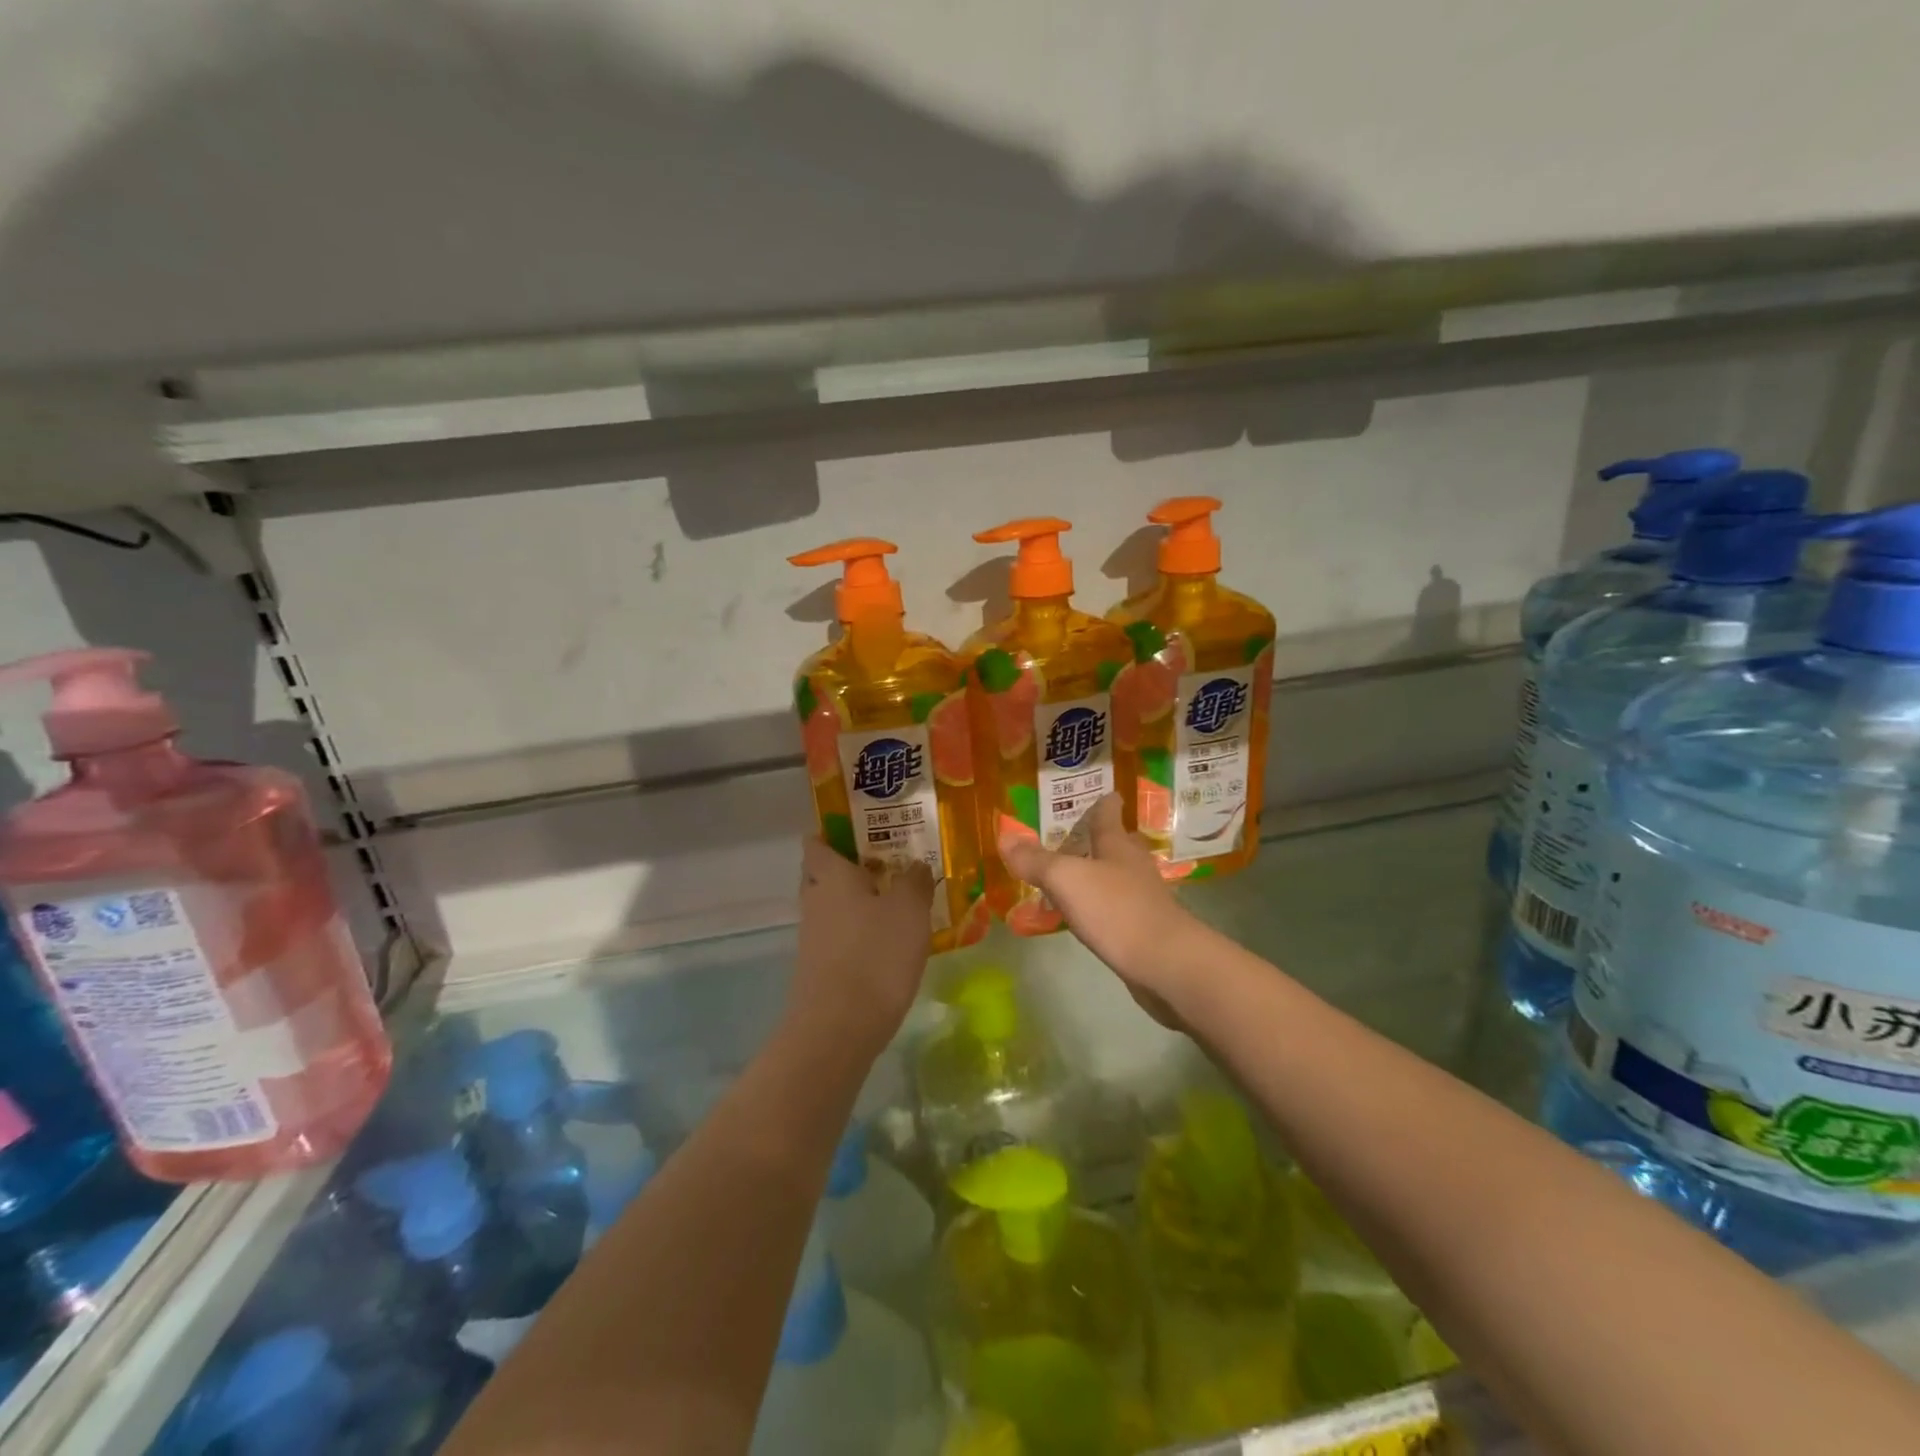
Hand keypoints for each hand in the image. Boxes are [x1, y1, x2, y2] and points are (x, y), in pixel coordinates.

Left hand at [788, 837, 933, 1056]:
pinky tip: (887, 941)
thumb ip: (914, 881)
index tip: (859, 828)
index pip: (817, 843)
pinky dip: (857, 932)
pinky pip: (837, 936)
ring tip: (896, 901)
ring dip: (856, 901)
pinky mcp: (819, 967)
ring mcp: (813, 936)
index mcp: (831, 876)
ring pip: (831, 906)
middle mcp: (815, 900)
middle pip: (822, 874)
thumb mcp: (909, 910)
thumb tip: (915, 865)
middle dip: (848, 867)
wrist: (838, 1028)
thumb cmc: (876, 955)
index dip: (832, 832)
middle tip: (886, 862)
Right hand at [996, 794, 1204, 1026]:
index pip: (1108, 813)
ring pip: (1117, 875)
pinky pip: (1117, 907)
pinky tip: (1086, 915)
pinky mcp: (1145, 928)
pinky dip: (1101, 905)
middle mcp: (1133, 865)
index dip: (1102, 802)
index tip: (1100, 793)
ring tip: (1071, 876)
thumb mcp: (1067, 880)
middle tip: (1072, 835)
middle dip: (1098, 838)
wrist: (1167, 964)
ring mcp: (1143, 897)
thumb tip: (1005, 836)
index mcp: (1118, 845)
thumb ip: (1035, 860)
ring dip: (1097, 873)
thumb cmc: (1116, 910)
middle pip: (1117, 843)